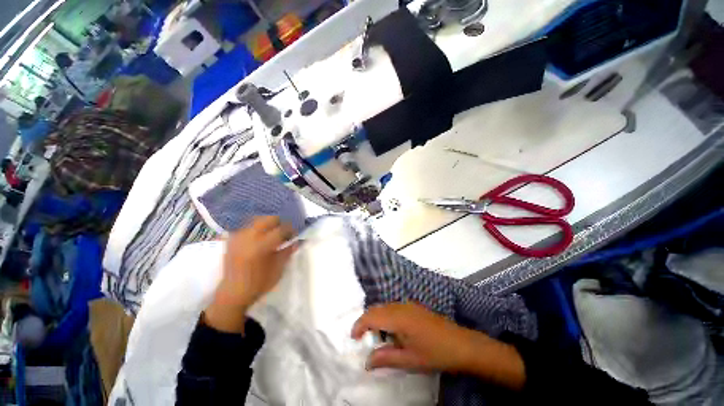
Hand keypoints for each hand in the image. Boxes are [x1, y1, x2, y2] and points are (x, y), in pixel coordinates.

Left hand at [204, 217, 296, 333]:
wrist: (233, 293)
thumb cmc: (259, 283)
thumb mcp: (278, 269)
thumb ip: (288, 251)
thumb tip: (297, 241)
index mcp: (261, 246)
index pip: (281, 230)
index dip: (291, 230)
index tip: (295, 234)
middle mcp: (249, 237)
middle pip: (269, 219)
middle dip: (280, 223)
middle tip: (284, 232)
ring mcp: (239, 237)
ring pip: (258, 220)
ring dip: (268, 224)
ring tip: (273, 234)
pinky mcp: (232, 239)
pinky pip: (248, 226)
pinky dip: (258, 228)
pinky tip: (260, 238)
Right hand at [351, 303, 525, 389]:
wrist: (461, 344)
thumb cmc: (434, 353)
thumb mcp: (409, 360)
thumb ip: (386, 358)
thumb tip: (367, 361)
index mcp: (398, 317)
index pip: (372, 316)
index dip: (360, 324)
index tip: (353, 337)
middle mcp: (401, 306)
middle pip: (377, 308)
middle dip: (366, 321)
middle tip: (362, 338)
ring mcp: (408, 305)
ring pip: (385, 307)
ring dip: (377, 319)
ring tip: (376, 337)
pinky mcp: (414, 307)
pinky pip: (393, 308)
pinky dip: (386, 317)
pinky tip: (391, 331)